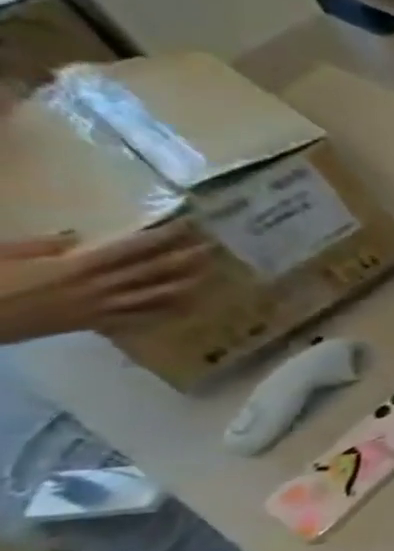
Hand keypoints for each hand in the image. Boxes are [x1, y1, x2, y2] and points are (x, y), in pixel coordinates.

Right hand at [0, 224, 212, 346]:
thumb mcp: (3, 254)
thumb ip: (42, 246)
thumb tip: (76, 238)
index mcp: (78, 266)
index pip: (134, 247)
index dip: (166, 236)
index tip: (191, 225)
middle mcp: (97, 287)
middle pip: (154, 271)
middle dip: (186, 258)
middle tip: (215, 247)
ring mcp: (98, 308)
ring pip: (155, 296)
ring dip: (185, 285)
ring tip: (211, 275)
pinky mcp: (91, 325)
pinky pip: (136, 320)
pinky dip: (163, 313)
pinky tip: (185, 309)